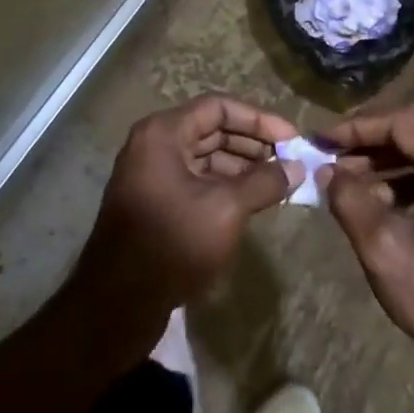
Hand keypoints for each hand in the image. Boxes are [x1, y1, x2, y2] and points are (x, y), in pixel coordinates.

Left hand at [71, 94, 301, 327]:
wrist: (117, 305)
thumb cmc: (172, 242)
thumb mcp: (226, 208)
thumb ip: (264, 182)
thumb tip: (297, 169)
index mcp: (164, 133)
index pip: (219, 107)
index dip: (259, 119)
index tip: (292, 138)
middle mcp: (155, 145)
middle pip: (212, 129)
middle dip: (253, 144)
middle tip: (291, 161)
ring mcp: (153, 175)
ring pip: (206, 157)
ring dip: (243, 166)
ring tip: (279, 182)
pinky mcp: (156, 203)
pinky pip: (197, 180)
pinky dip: (226, 185)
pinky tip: (253, 201)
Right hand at [320, 102, 413, 387]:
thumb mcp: (381, 247)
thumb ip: (348, 198)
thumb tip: (325, 170)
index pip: (403, 123)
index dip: (358, 128)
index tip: (322, 139)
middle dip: (374, 134)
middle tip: (337, 150)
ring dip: (389, 155)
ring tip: (349, 176)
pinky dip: (408, 174)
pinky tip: (379, 198)